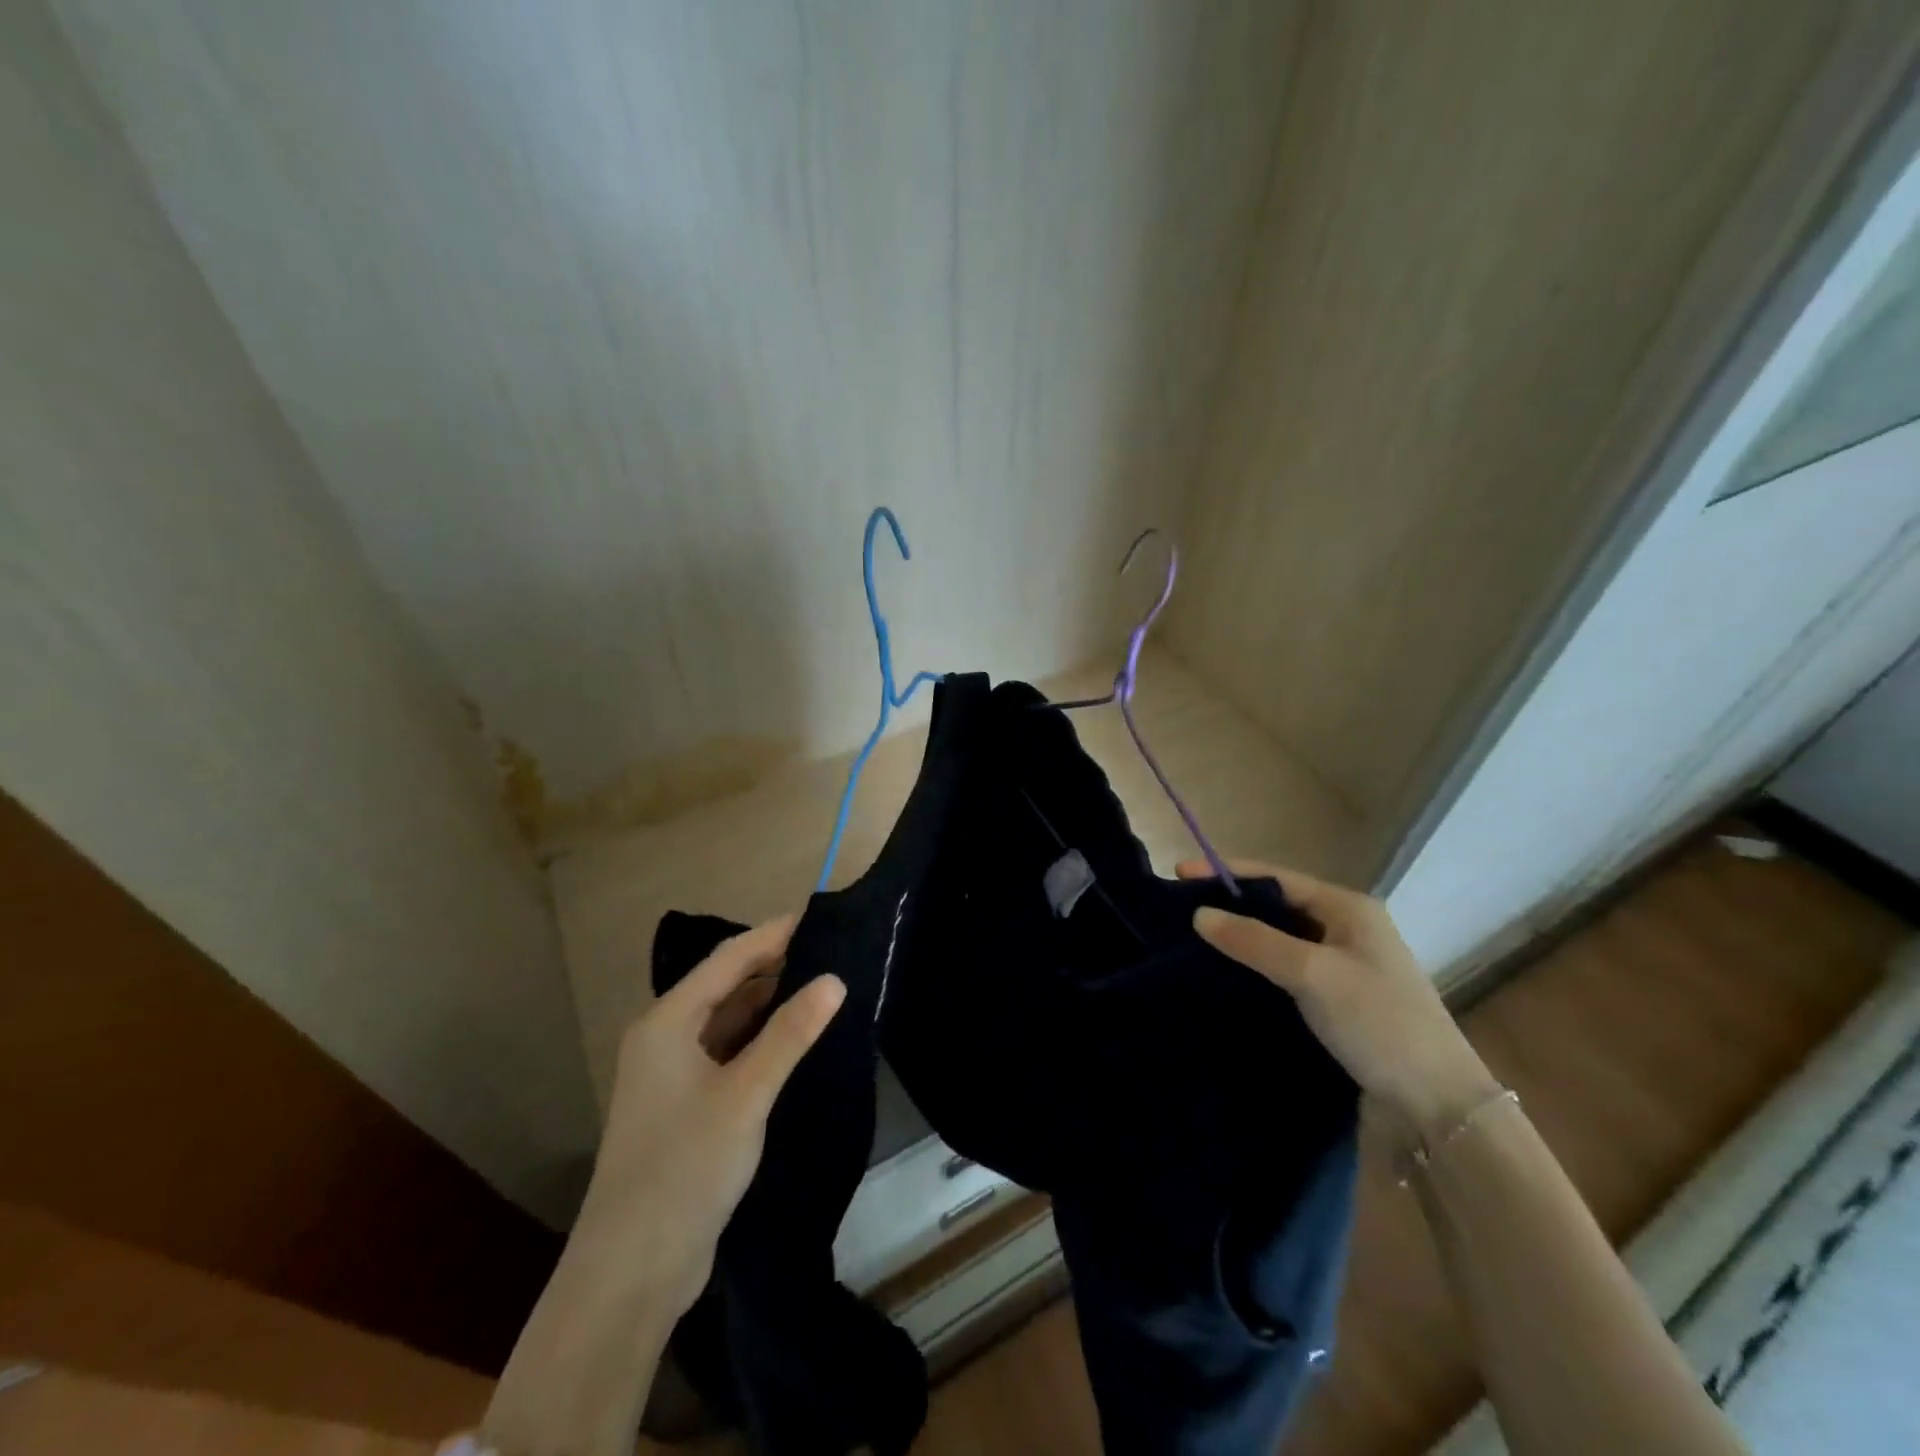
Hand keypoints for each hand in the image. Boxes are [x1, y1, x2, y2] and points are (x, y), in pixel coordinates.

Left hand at [574, 915, 846, 1316]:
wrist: (633, 1269)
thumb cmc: (685, 1167)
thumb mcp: (746, 1095)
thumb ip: (790, 1034)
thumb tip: (834, 979)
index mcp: (667, 1022)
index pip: (728, 959)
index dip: (774, 934)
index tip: (819, 917)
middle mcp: (665, 1038)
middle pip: (726, 985)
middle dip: (774, 965)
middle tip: (830, 951)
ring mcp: (673, 1074)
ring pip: (728, 1020)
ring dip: (769, 1002)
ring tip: (821, 985)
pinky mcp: (686, 1105)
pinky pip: (728, 1052)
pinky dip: (760, 1038)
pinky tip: (794, 1038)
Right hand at [1181, 858, 1499, 1143]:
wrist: (1437, 1107)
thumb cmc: (1379, 1023)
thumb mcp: (1313, 973)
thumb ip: (1254, 940)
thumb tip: (1199, 915)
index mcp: (1348, 909)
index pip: (1276, 877)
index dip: (1226, 873)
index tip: (1179, 873)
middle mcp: (1345, 931)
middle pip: (1276, 906)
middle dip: (1230, 905)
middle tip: (1179, 910)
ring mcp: (1341, 968)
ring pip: (1278, 941)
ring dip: (1240, 939)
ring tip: (1190, 942)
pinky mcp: (1335, 1003)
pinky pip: (1284, 972)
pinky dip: (1254, 969)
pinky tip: (1224, 978)